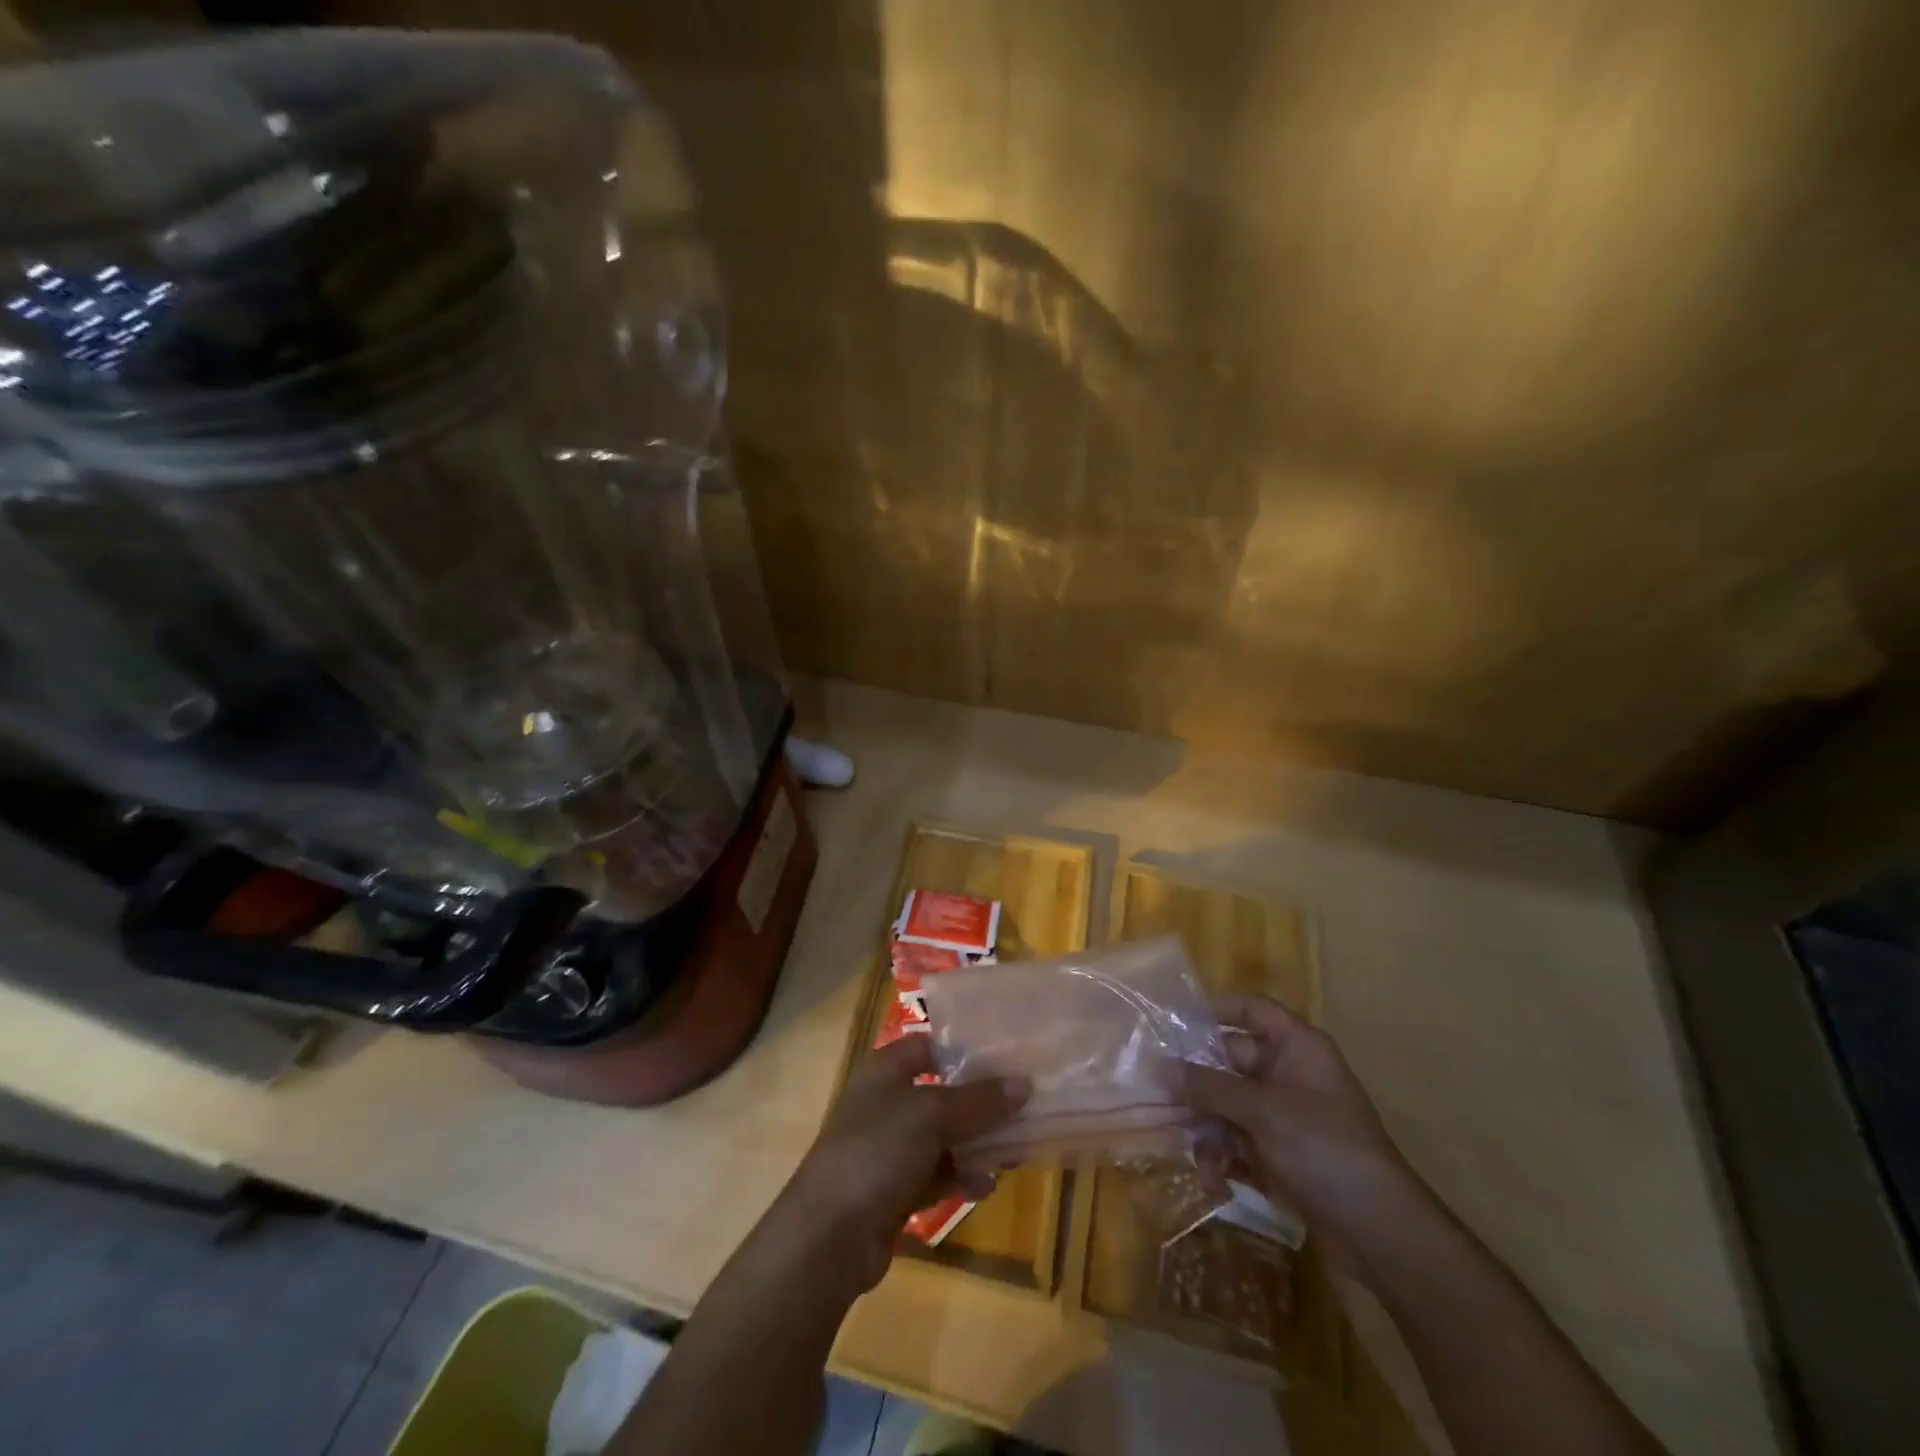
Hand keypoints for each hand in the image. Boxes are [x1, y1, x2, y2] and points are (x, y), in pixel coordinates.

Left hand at [776, 1036, 1027, 1297]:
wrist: (829, 1235)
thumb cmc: (877, 1151)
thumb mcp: (932, 1115)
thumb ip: (979, 1100)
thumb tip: (1024, 1084)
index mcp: (885, 1070)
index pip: (929, 1045)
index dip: (964, 1048)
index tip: (1007, 1056)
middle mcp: (886, 1102)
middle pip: (941, 1092)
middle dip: (980, 1101)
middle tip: (1024, 1104)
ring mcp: (889, 1148)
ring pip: (942, 1136)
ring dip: (976, 1142)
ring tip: (1016, 1147)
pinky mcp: (895, 1189)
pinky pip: (937, 1174)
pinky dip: (961, 1176)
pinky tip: (989, 1184)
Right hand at [1174, 993, 1412, 1256]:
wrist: (1381, 1235)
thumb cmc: (1325, 1150)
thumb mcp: (1264, 1112)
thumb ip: (1210, 1086)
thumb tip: (1160, 1066)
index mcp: (1296, 1048)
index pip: (1251, 1010)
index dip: (1214, 1008)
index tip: (1172, 1019)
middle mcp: (1288, 1074)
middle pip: (1229, 1059)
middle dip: (1195, 1080)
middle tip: (1156, 1091)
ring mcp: (1283, 1116)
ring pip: (1227, 1104)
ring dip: (1205, 1126)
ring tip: (1188, 1149)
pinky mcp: (1279, 1153)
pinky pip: (1237, 1139)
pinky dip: (1222, 1155)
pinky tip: (1212, 1179)